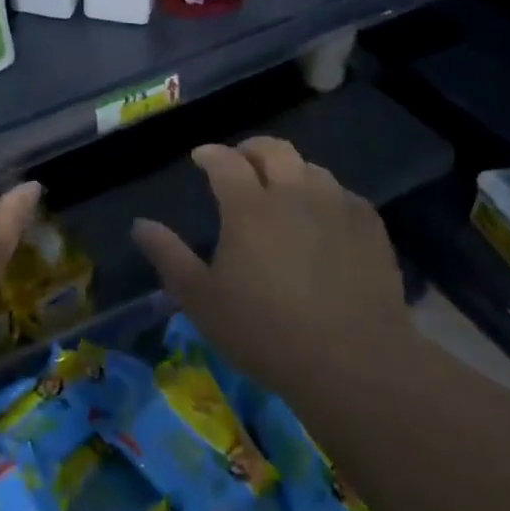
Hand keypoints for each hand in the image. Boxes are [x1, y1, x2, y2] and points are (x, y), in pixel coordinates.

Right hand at [130, 138, 405, 396]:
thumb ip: (168, 256)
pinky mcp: (370, 227)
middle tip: (240, 162)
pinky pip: (343, 195)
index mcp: (248, 206)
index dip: (209, 154)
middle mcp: (293, 193)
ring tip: (282, 190)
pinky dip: (324, 196)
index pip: (225, 160)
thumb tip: (139, 224)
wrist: (353, 361)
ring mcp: (336, 206)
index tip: (200, 158)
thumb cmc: (264, 332)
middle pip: (273, 149)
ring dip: (290, 170)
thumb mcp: (201, 300)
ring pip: (311, 168)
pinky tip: (323, 219)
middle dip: (250, 148)